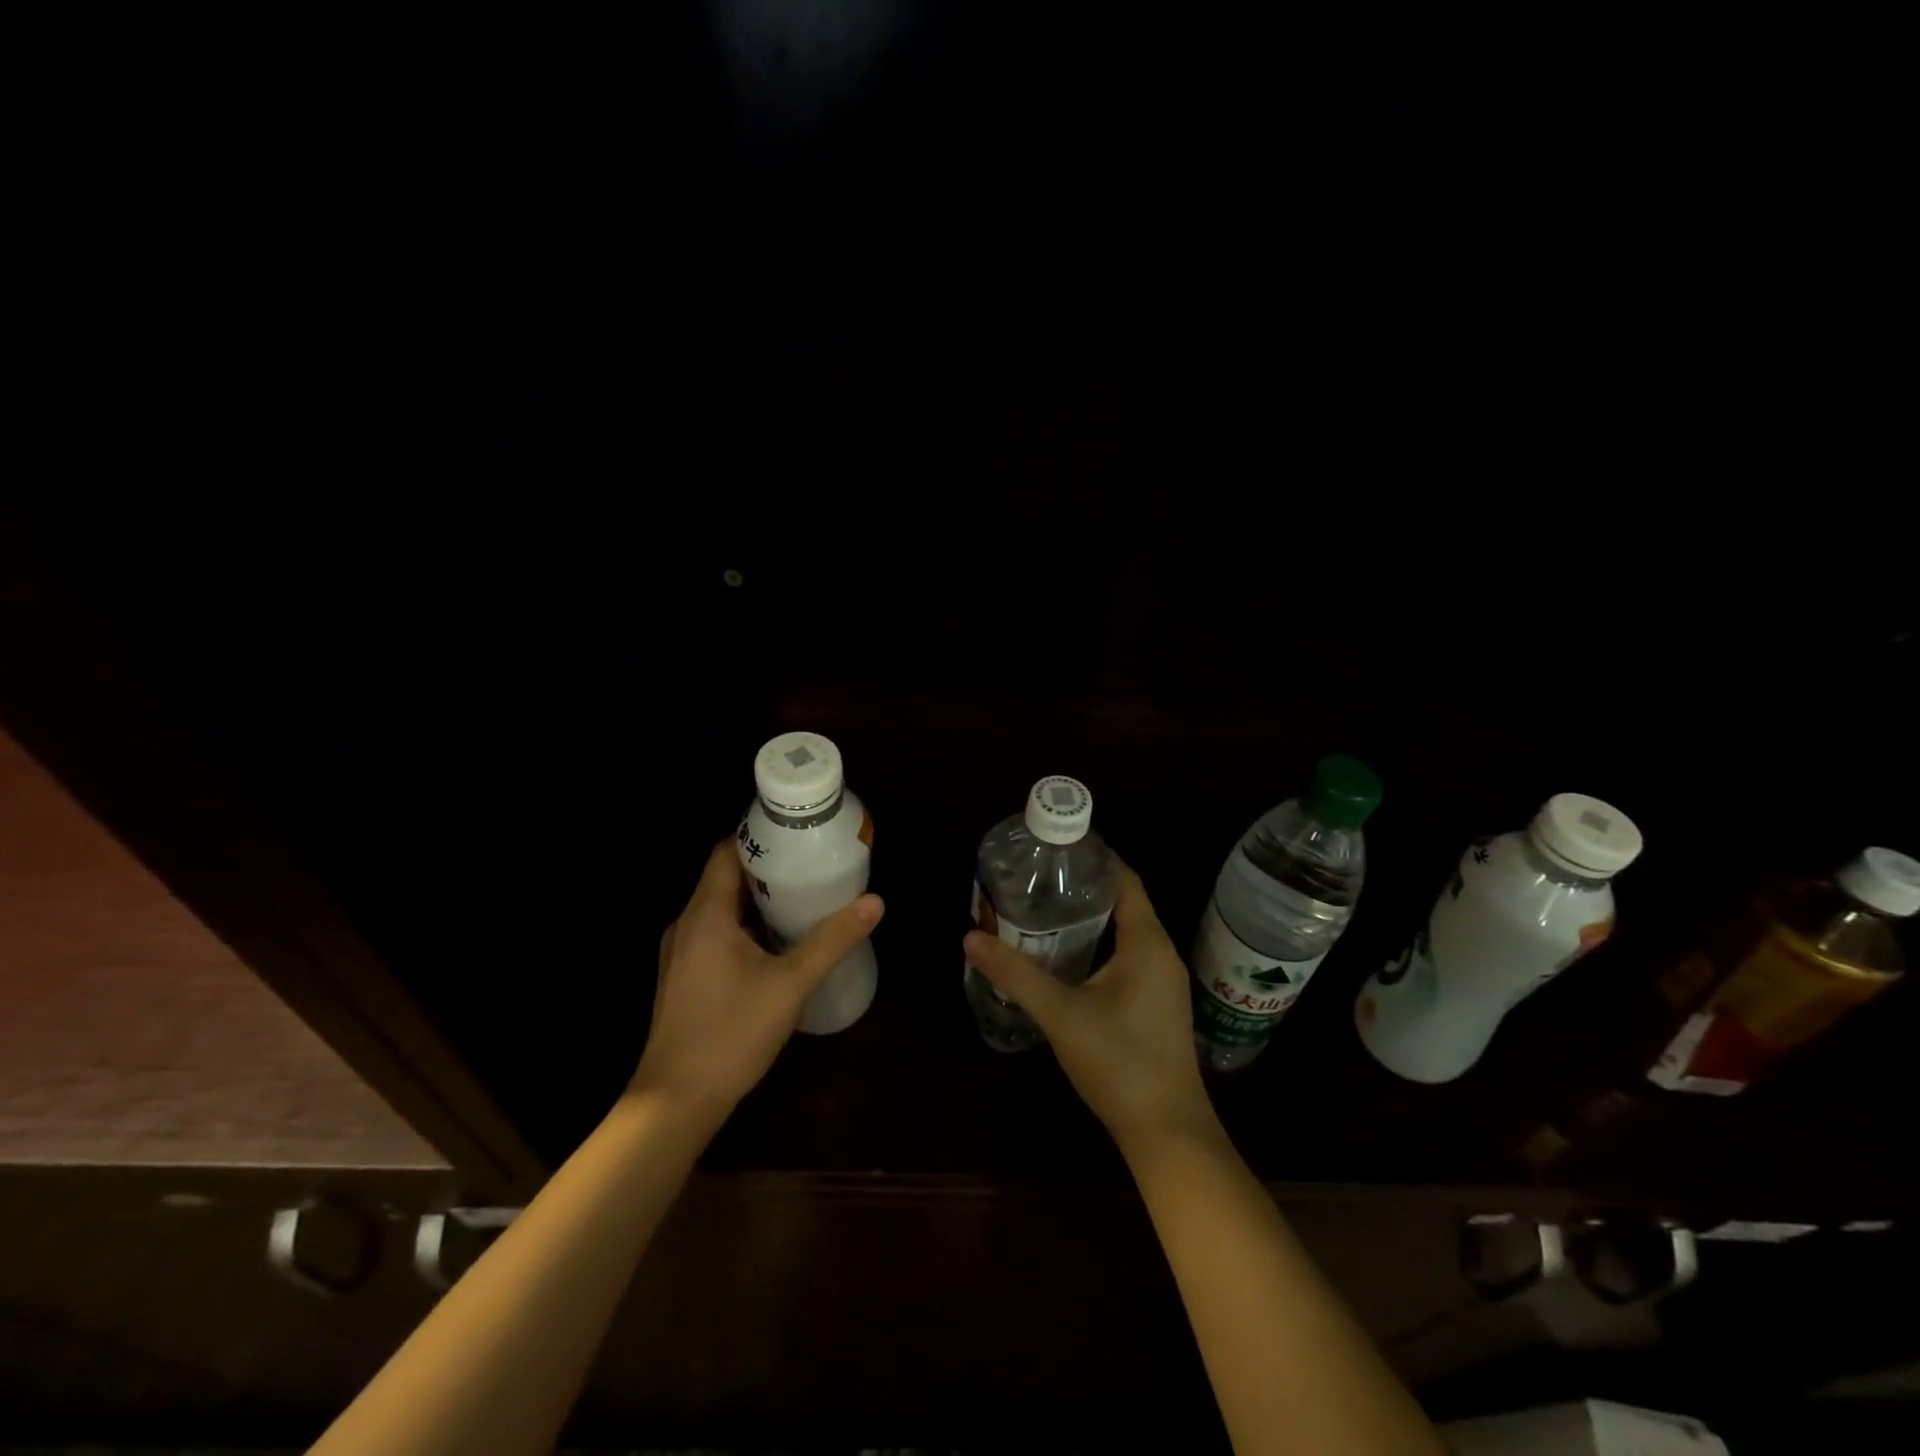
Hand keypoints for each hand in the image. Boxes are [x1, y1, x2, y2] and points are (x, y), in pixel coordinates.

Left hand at [632, 838, 882, 1121]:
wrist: (676, 1102)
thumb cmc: (731, 1033)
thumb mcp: (791, 984)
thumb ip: (832, 940)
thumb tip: (874, 902)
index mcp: (706, 914)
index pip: (726, 852)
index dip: (759, 837)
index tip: (797, 834)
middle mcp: (687, 924)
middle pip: (725, 878)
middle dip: (767, 869)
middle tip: (811, 865)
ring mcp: (681, 952)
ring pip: (721, 908)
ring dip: (757, 899)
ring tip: (801, 897)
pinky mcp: (684, 976)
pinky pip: (716, 932)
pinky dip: (745, 925)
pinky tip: (776, 943)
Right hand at [963, 860, 1215, 1155]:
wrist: (1167, 1132)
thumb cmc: (1119, 1063)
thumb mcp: (1061, 1014)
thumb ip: (1016, 974)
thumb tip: (970, 938)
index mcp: (1146, 942)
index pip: (1124, 879)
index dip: (1094, 859)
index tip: (1055, 847)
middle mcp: (1160, 952)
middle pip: (1124, 902)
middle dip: (1083, 887)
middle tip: (1038, 878)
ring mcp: (1162, 980)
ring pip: (1125, 931)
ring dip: (1090, 917)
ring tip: (1044, 909)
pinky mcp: (1156, 1003)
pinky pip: (1127, 955)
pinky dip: (1098, 944)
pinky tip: (1066, 955)